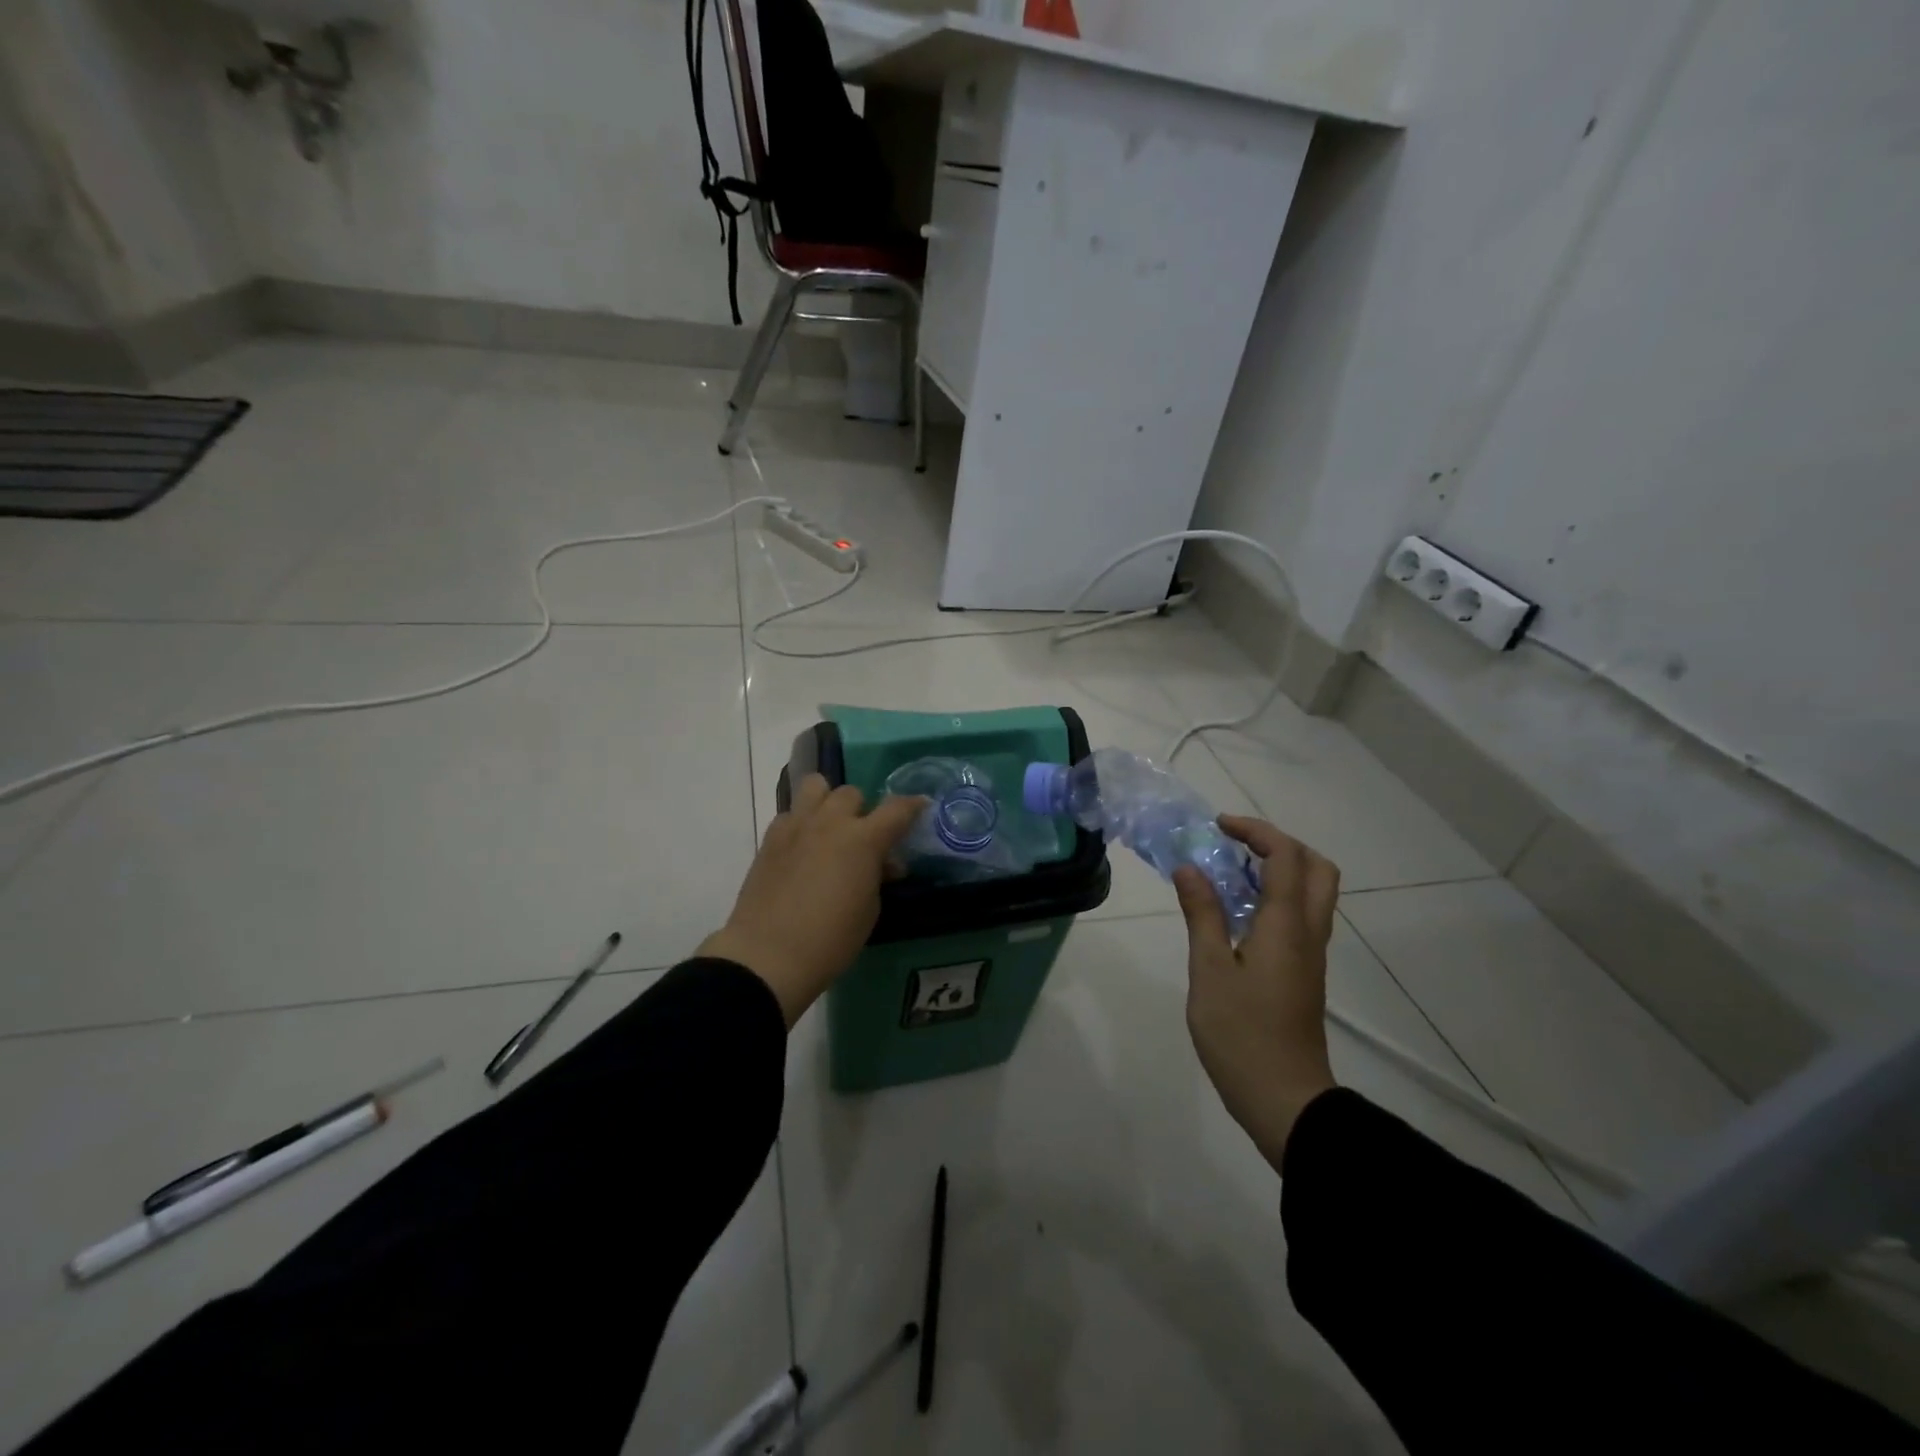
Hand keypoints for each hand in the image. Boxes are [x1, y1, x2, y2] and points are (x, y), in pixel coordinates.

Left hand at [699, 774, 924, 1026]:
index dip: (913, 806)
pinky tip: (802, 849)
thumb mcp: (869, 910)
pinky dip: (802, 823)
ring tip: (829, 828)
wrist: (767, 956)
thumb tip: (881, 862)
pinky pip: (791, 813)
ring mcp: (796, 825)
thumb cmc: (830, 940)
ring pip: (815, 786)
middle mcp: (830, 822)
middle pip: (852, 793)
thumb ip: (877, 875)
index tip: (921, 806)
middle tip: (862, 839)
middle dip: (862, 811)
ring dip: (828, 801)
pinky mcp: (770, 838)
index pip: (897, 808)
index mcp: (863, 839)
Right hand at [1174, 815, 1340, 1169]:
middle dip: (1278, 844)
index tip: (1218, 827)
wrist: (1284, 1099)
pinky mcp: (1304, 972)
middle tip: (1235, 846)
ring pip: (1313, 892)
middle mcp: (1308, 932)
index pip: (1285, 856)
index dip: (1255, 830)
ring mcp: (1310, 954)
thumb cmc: (1241, 1033)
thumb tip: (1190, 868)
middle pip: (1315, 867)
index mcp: (1287, 925)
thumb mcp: (1209, 970)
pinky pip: (1301, 916)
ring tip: (1230, 873)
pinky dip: (1276, 896)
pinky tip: (1237, 912)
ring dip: (1279, 869)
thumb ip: (1202, 914)